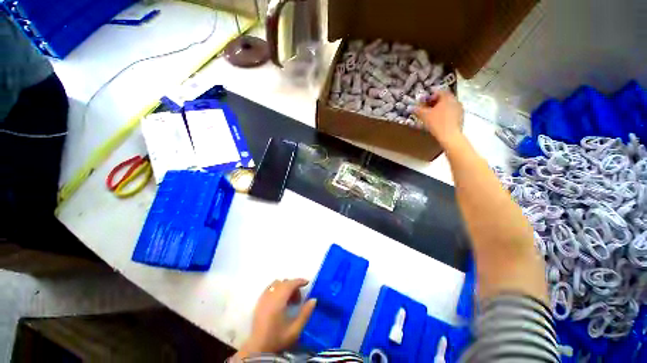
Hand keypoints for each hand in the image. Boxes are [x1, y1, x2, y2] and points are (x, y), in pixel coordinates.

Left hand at [236, 279, 316, 358]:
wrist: (258, 349)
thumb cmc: (277, 339)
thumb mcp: (295, 330)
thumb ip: (305, 314)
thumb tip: (314, 299)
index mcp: (278, 301)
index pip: (290, 284)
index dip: (299, 281)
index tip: (307, 283)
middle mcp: (270, 296)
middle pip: (284, 282)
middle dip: (293, 286)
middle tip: (298, 298)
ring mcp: (263, 298)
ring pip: (276, 284)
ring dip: (285, 286)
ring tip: (289, 300)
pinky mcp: (259, 302)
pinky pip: (270, 288)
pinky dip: (277, 289)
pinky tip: (280, 300)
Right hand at [414, 91, 463, 146]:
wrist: (450, 136)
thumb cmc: (437, 123)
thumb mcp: (424, 115)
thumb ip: (417, 110)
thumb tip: (411, 107)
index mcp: (447, 97)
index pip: (438, 91)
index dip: (429, 96)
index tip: (423, 103)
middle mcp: (455, 100)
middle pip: (443, 98)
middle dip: (434, 103)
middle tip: (426, 109)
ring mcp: (459, 109)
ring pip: (447, 105)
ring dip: (439, 109)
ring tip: (431, 116)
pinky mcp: (461, 117)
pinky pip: (451, 112)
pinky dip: (444, 114)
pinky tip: (439, 121)